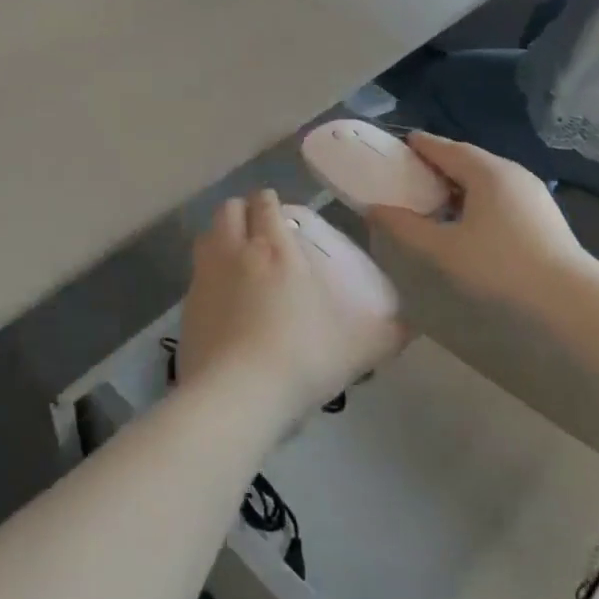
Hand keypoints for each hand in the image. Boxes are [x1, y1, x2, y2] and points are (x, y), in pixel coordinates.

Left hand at [181, 190, 406, 424]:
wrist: (236, 396)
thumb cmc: (301, 358)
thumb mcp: (356, 348)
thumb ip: (386, 334)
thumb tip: (412, 326)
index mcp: (275, 249)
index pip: (265, 203)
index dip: (270, 202)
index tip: (279, 212)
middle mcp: (235, 251)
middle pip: (228, 210)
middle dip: (241, 212)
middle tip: (256, 229)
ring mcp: (204, 277)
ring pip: (205, 236)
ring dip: (219, 237)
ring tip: (235, 256)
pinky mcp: (185, 307)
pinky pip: (194, 275)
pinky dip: (206, 276)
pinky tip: (219, 300)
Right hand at [369, 134, 593, 309]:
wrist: (573, 303)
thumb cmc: (501, 268)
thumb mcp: (443, 249)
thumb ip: (405, 227)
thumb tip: (373, 209)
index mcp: (486, 171)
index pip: (444, 147)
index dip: (418, 145)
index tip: (395, 146)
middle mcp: (511, 172)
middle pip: (466, 159)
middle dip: (436, 164)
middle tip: (407, 175)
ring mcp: (531, 193)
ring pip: (484, 178)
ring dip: (456, 183)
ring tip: (432, 199)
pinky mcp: (542, 215)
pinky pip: (499, 194)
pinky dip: (475, 197)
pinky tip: (465, 220)